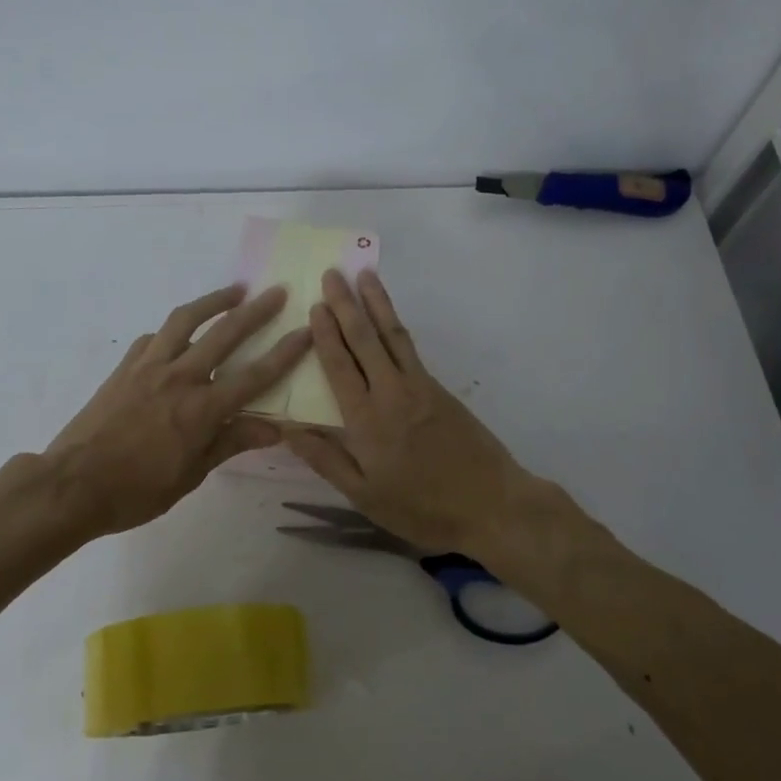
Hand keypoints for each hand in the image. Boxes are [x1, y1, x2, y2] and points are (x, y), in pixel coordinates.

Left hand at [44, 284, 310, 537]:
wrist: (73, 485)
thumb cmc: (137, 490)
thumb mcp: (192, 475)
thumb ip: (231, 443)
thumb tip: (275, 430)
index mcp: (202, 409)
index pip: (255, 375)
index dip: (285, 353)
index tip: (307, 330)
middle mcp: (179, 377)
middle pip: (225, 334)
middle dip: (256, 311)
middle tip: (276, 292)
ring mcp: (148, 367)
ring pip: (185, 321)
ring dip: (212, 301)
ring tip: (233, 292)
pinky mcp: (124, 368)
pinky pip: (153, 339)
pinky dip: (171, 332)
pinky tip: (176, 336)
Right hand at [284, 269, 535, 557]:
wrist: (491, 505)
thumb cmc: (421, 507)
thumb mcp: (364, 495)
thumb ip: (326, 459)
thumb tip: (288, 428)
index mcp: (366, 420)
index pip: (339, 366)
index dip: (325, 334)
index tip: (315, 304)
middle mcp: (391, 393)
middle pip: (365, 339)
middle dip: (346, 304)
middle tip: (333, 273)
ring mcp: (420, 387)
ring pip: (392, 336)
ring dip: (376, 303)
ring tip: (365, 275)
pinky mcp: (440, 390)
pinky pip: (411, 349)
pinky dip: (396, 326)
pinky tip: (390, 319)